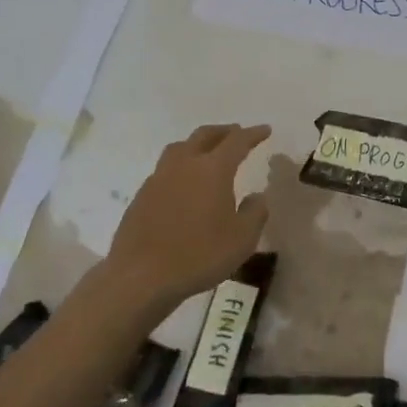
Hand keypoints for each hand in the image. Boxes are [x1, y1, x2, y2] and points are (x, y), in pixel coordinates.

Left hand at [105, 123, 270, 308]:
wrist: (141, 277)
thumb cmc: (199, 255)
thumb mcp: (242, 239)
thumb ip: (254, 213)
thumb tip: (256, 197)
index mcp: (213, 169)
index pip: (237, 142)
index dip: (253, 134)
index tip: (265, 130)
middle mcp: (184, 165)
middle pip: (204, 136)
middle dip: (224, 132)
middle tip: (236, 132)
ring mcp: (158, 179)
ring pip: (180, 148)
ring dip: (198, 144)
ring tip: (207, 151)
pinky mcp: (141, 196)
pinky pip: (165, 169)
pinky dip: (180, 166)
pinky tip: (184, 183)